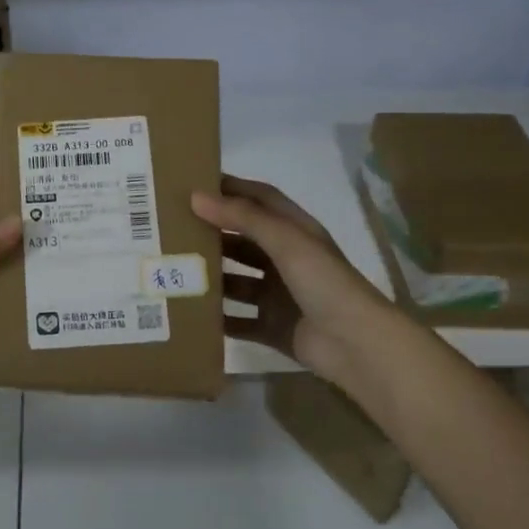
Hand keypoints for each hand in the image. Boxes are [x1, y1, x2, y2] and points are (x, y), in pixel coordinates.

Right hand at [191, 174, 388, 384]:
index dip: (231, 189)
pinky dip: (218, 318)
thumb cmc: (324, 283)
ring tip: (174, 271)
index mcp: (296, 232)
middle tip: (171, 229)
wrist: (356, 345)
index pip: (260, 200)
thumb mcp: (285, 241)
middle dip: (212, 234)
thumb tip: (196, 197)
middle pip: (243, 241)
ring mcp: (280, 296)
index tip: (193, 184)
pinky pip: (239, 321)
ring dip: (212, 277)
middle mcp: (287, 260)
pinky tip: (190, 313)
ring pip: (237, 282)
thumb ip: (243, 217)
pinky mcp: (274, 327)